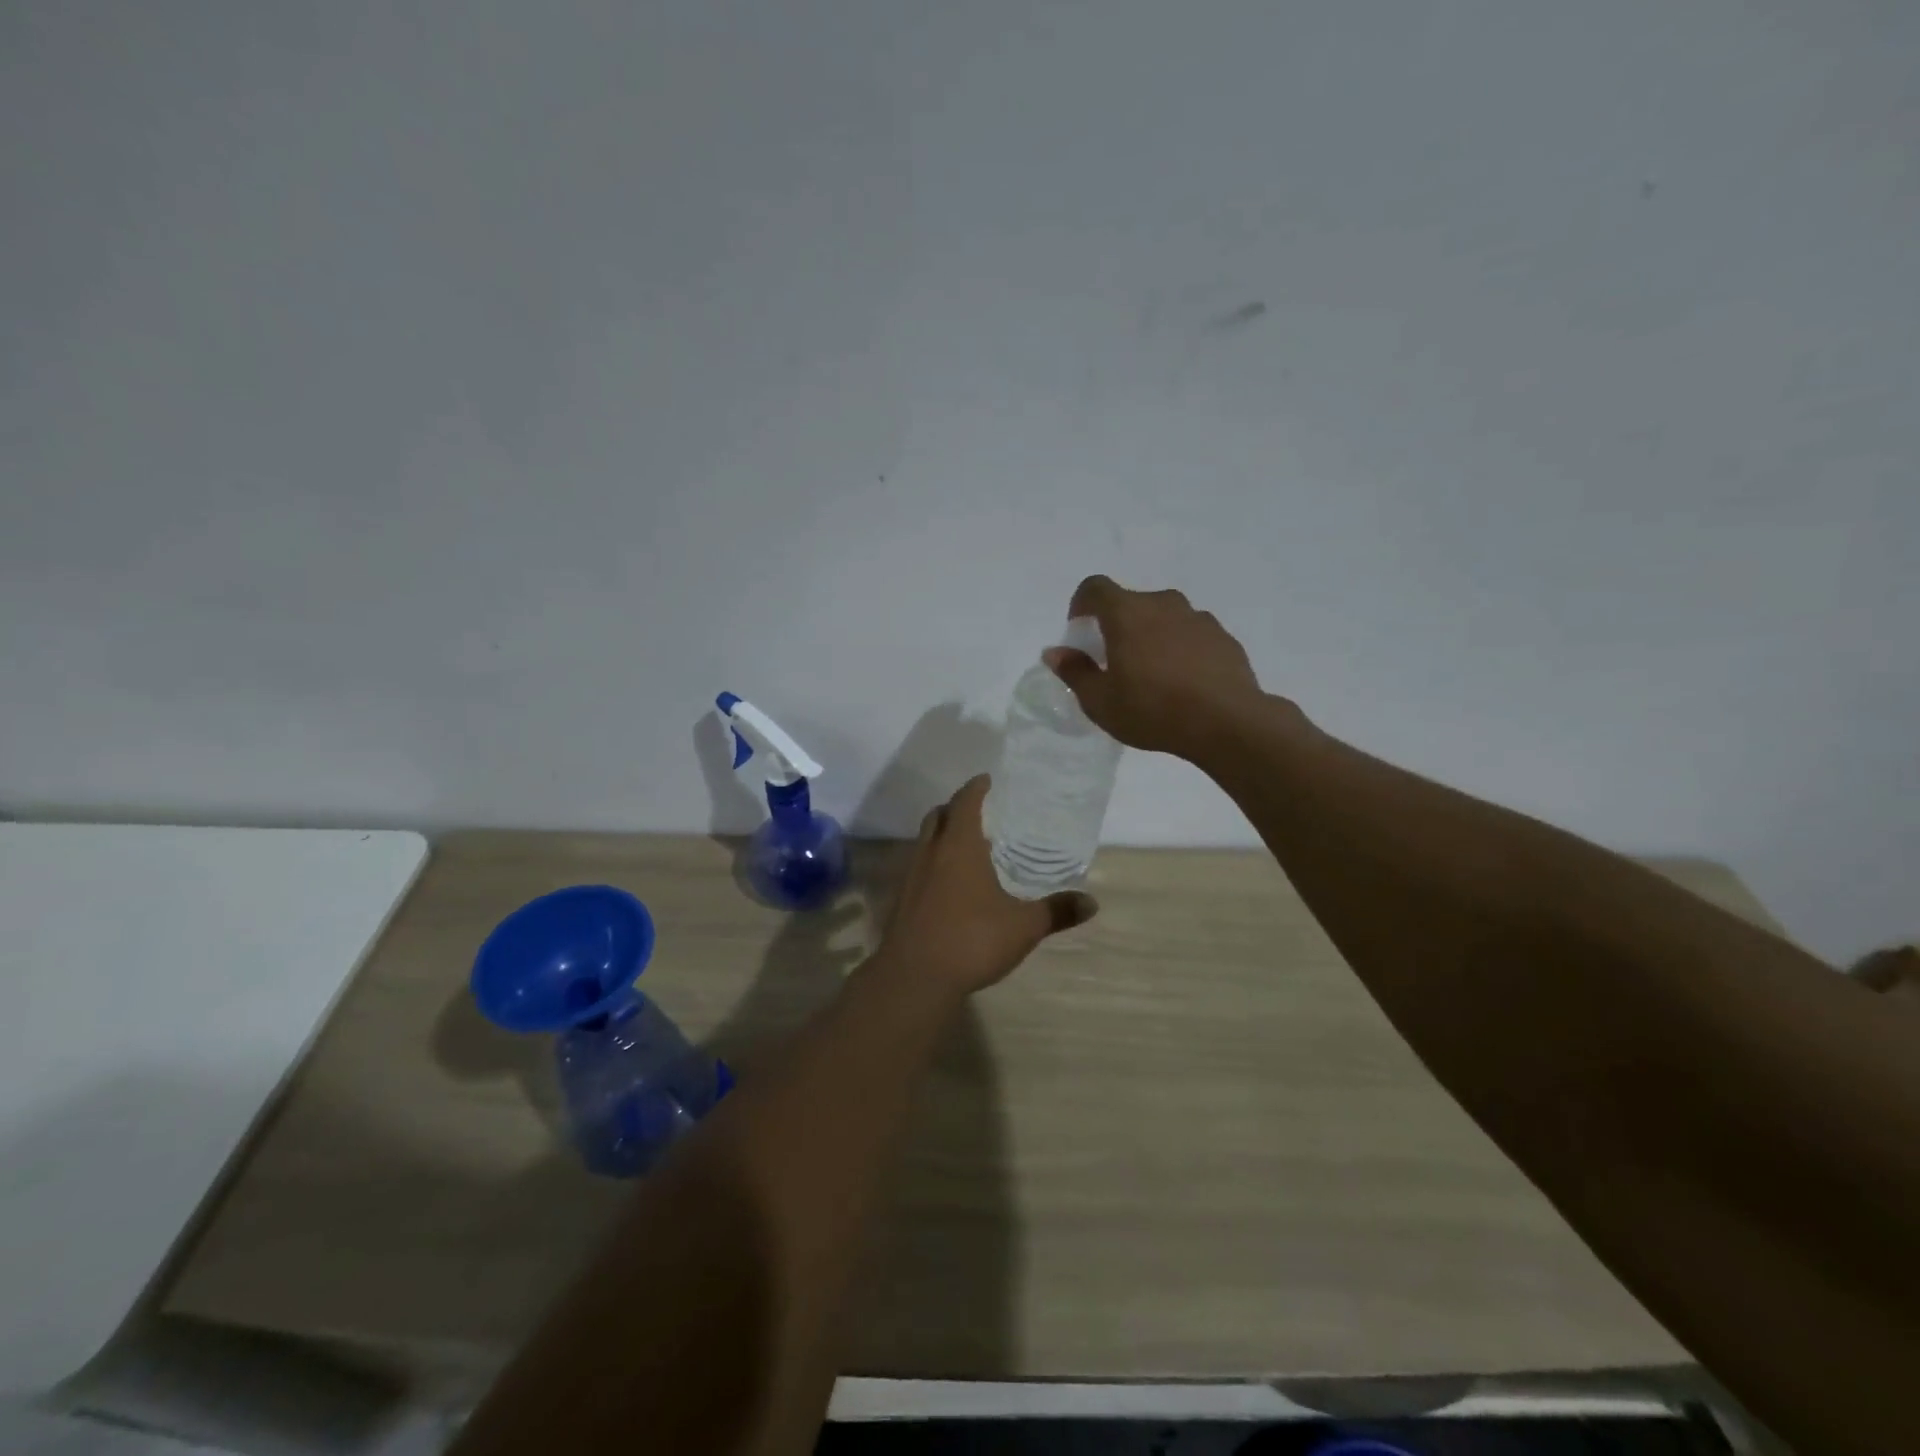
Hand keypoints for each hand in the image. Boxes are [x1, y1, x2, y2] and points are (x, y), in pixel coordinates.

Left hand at [876, 776, 1096, 996]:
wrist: (914, 978)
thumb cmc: (972, 940)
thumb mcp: (1023, 927)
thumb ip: (1056, 912)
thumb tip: (1092, 903)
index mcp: (959, 846)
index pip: (965, 802)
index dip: (975, 788)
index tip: (986, 780)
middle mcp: (930, 853)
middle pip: (938, 816)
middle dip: (955, 807)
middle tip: (978, 811)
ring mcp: (910, 876)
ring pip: (924, 841)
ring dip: (942, 835)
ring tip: (967, 847)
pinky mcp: (901, 900)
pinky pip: (918, 867)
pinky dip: (933, 863)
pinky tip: (950, 885)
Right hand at [1044, 575, 1267, 762]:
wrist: (1227, 722)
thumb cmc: (1152, 710)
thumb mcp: (1100, 702)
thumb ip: (1075, 672)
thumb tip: (1055, 652)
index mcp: (1127, 613)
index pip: (1096, 588)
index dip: (1081, 603)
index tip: (1079, 629)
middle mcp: (1164, 604)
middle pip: (1132, 602)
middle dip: (1117, 624)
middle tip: (1114, 659)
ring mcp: (1198, 618)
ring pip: (1165, 617)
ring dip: (1152, 634)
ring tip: (1152, 673)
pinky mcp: (1223, 637)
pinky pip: (1192, 634)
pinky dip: (1181, 648)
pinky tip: (1184, 682)